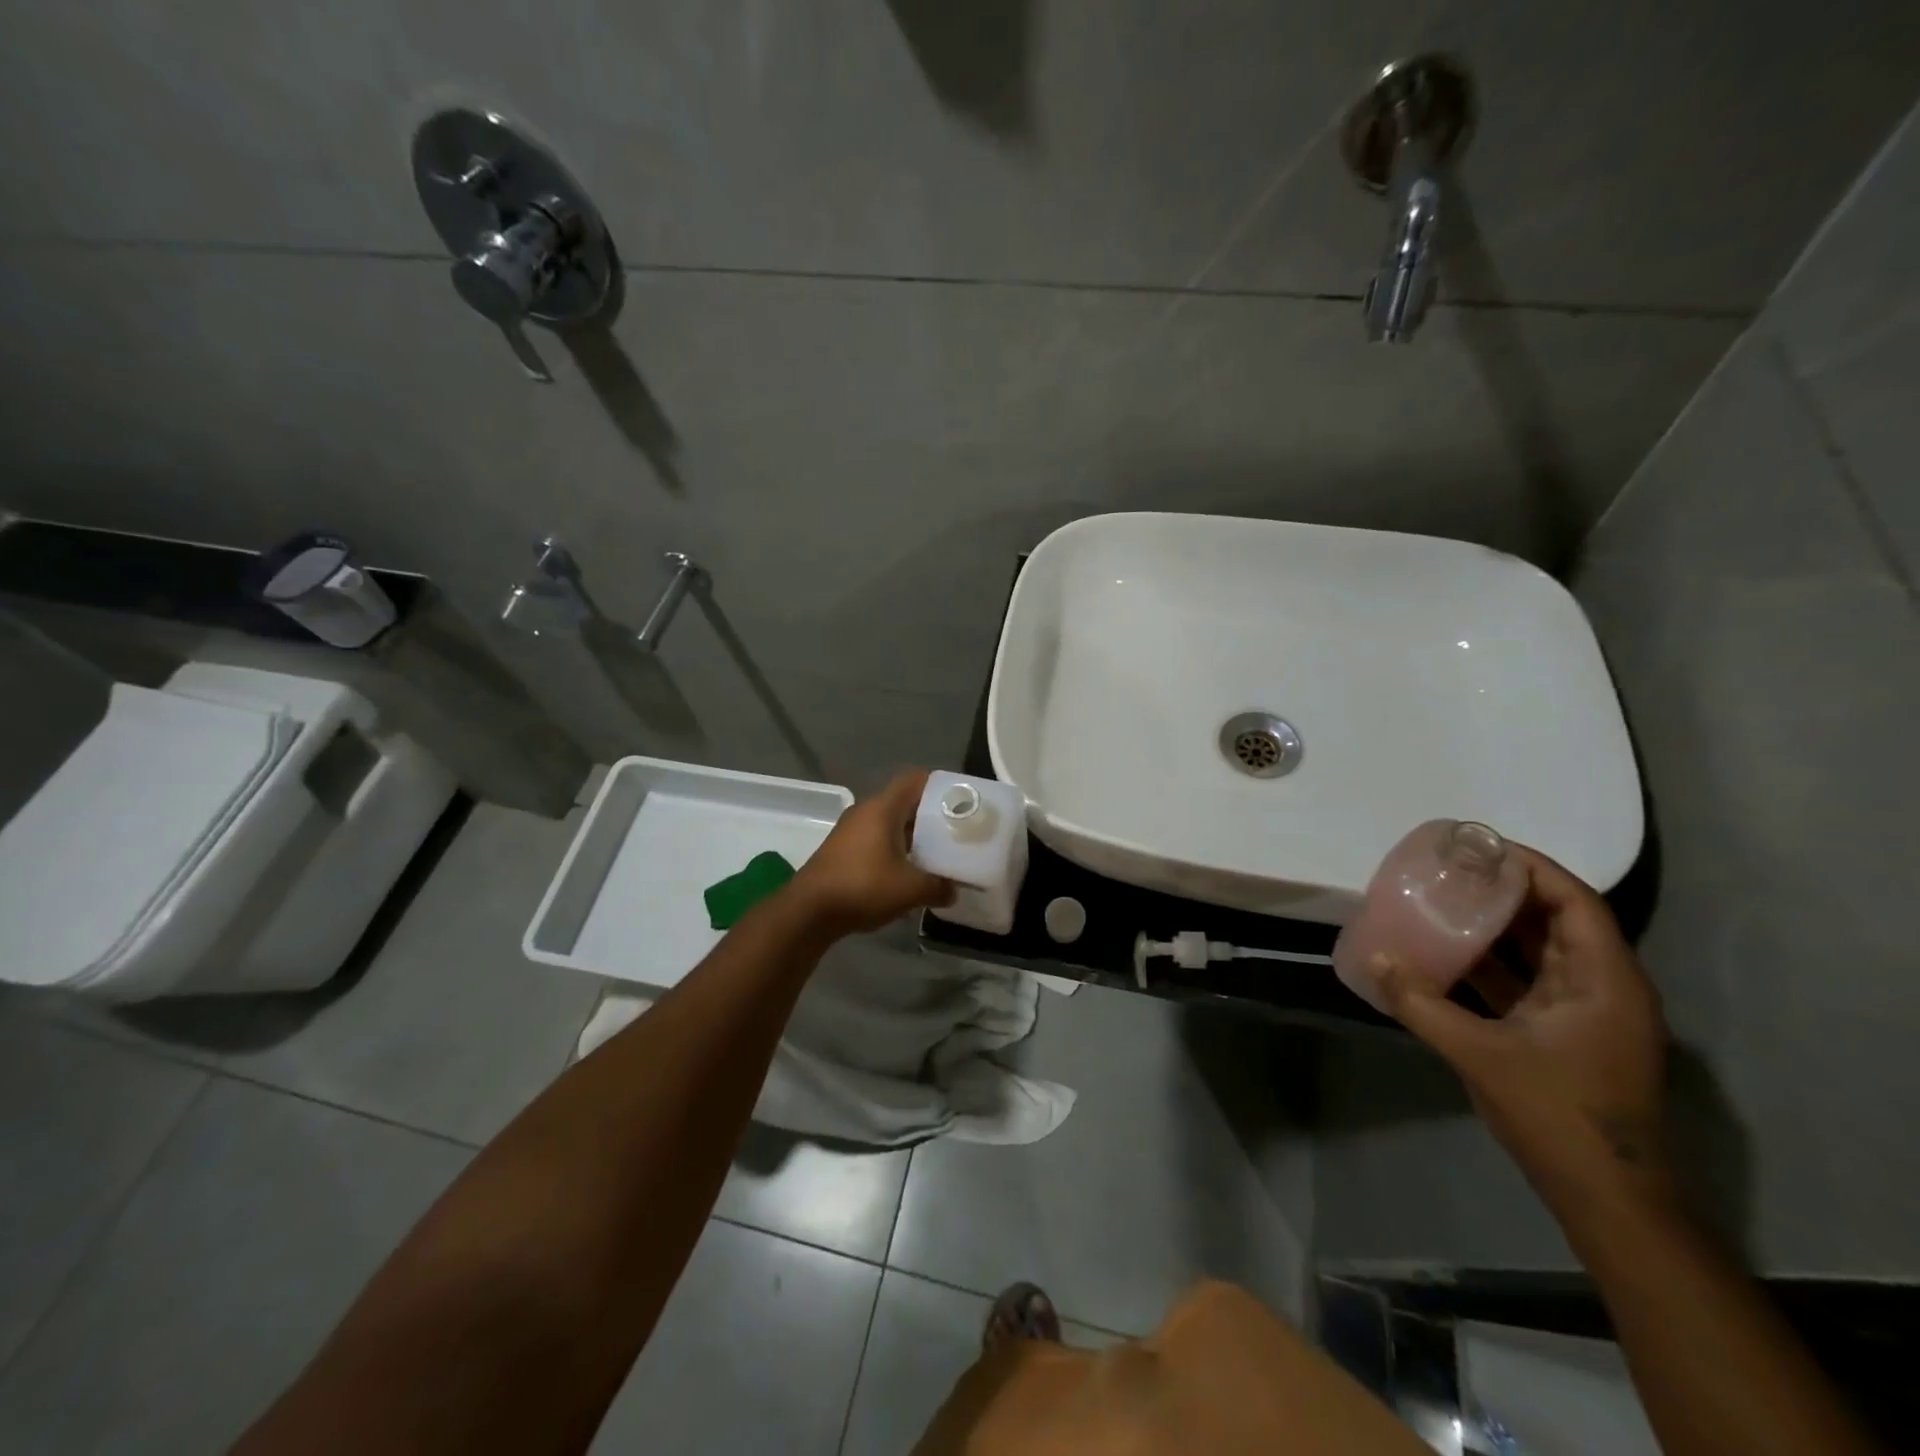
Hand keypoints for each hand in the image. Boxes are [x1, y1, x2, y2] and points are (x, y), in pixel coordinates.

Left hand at [789, 769, 953, 935]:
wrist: (809, 911)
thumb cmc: (863, 887)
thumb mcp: (910, 889)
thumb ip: (938, 886)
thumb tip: (954, 890)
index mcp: (883, 808)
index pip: (915, 780)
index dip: (939, 787)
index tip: (960, 803)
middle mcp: (866, 811)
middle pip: (904, 802)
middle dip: (930, 816)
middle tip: (954, 832)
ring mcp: (850, 830)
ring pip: (890, 823)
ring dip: (912, 836)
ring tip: (936, 854)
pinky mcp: (842, 850)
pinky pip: (876, 839)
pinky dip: (894, 849)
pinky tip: (907, 871)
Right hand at [1381, 844, 1671, 1214]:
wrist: (1605, 1195)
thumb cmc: (1558, 1114)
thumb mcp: (1481, 1055)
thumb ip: (1422, 1004)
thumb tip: (1374, 960)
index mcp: (1604, 982)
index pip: (1575, 902)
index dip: (1533, 867)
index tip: (1480, 846)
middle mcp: (1602, 988)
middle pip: (1557, 920)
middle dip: (1506, 890)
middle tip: (1451, 868)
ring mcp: (1584, 1013)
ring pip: (1539, 950)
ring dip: (1496, 925)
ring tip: (1444, 899)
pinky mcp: (1564, 1034)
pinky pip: (1526, 981)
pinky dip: (1491, 962)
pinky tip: (1447, 953)